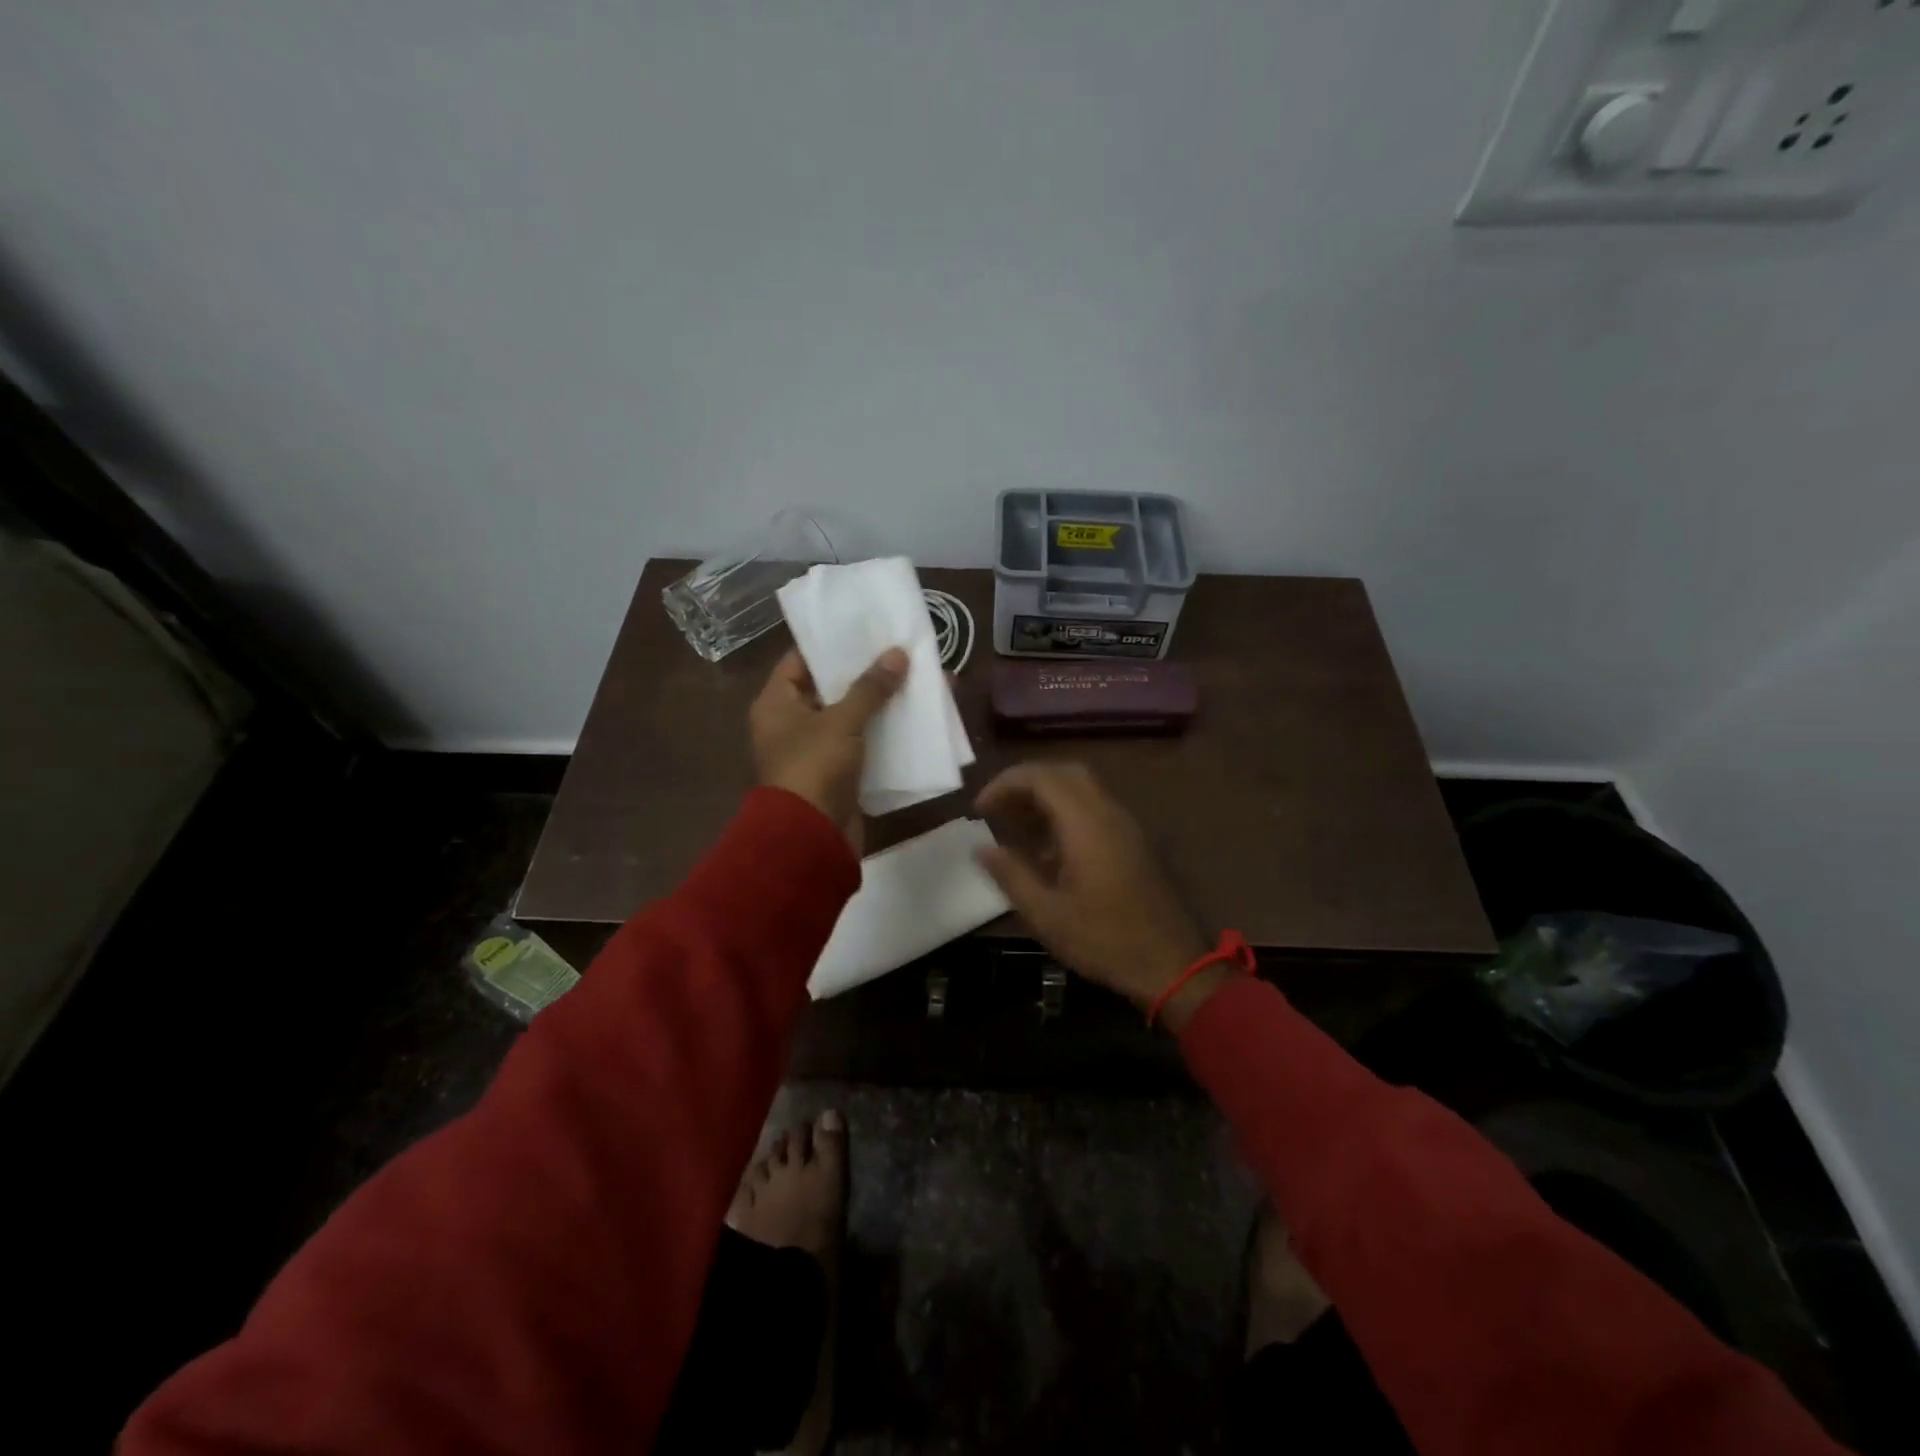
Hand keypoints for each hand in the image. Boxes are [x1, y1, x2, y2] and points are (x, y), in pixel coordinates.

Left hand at [750, 646, 907, 852]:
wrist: (811, 837)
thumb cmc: (814, 768)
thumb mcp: (841, 721)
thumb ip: (870, 687)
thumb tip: (898, 653)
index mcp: (776, 704)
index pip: (799, 660)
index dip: (830, 644)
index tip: (864, 628)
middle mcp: (791, 723)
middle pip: (829, 688)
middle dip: (864, 672)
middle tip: (897, 650)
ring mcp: (815, 750)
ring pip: (850, 716)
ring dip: (879, 703)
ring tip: (913, 678)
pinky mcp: (838, 773)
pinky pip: (862, 743)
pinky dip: (882, 732)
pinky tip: (913, 717)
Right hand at [974, 762, 1223, 1029]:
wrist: (1172, 964)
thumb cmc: (1105, 940)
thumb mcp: (1047, 914)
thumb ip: (1011, 875)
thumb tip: (982, 848)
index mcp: (1086, 823)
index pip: (1041, 777)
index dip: (1005, 784)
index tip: (979, 809)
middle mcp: (1108, 813)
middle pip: (1063, 773)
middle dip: (1025, 783)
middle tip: (997, 809)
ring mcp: (1125, 826)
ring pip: (1082, 788)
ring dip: (1046, 797)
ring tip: (1015, 825)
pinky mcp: (1133, 842)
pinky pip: (1094, 808)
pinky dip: (1065, 812)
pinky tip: (1047, 848)